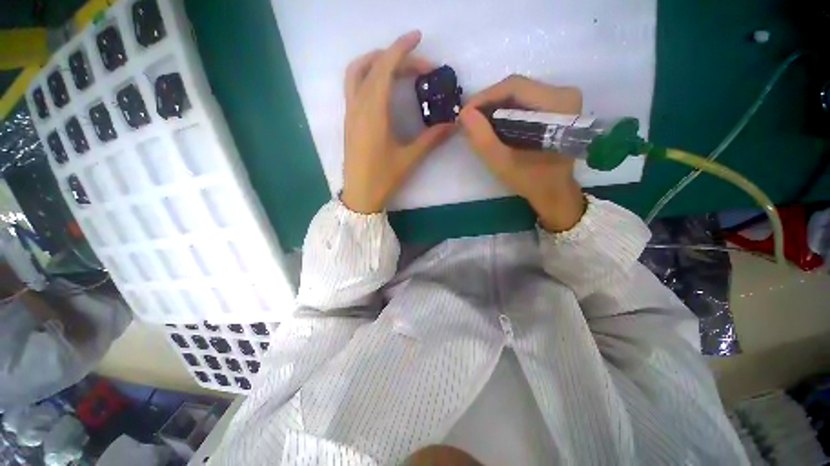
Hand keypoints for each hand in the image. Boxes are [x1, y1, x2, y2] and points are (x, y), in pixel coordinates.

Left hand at [341, 31, 454, 213]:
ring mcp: (350, 112)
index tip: (418, 37)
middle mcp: (358, 106)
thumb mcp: (409, 159)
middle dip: (395, 56)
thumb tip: (452, 124)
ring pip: (356, 72)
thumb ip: (431, 139)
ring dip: (375, 60)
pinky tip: (382, 86)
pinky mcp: (349, 120)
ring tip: (397, 65)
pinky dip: (367, 75)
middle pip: (372, 66)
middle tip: (419, 64)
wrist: (360, 195)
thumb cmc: (383, 179)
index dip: (401, 48)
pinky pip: (353, 86)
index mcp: (374, 113)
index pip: (385, 68)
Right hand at [459, 75, 584, 231]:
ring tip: (477, 124)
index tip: (464, 114)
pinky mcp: (555, 107)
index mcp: (557, 104)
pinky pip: (523, 101)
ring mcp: (561, 99)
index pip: (514, 87)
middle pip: (516, 88)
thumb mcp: (502, 162)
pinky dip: (503, 112)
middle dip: (487, 103)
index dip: (484, 97)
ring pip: (518, 94)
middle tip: (468, 120)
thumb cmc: (531, 180)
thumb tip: (464, 113)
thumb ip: (482, 138)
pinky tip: (492, 125)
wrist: (553, 191)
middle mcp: (563, 94)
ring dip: (494, 107)